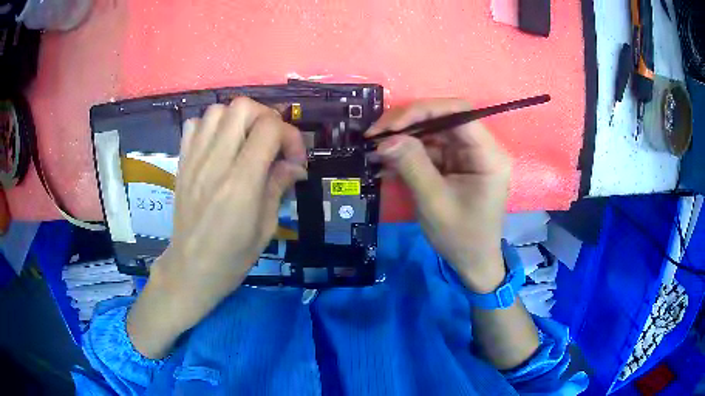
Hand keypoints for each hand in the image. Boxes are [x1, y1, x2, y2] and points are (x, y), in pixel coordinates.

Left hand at [128, 98, 306, 357]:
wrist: (191, 268)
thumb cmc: (232, 257)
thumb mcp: (266, 227)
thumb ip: (278, 187)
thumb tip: (295, 165)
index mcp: (241, 183)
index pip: (269, 129)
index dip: (290, 136)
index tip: (294, 159)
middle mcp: (215, 163)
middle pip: (243, 107)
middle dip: (266, 117)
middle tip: (272, 141)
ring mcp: (194, 160)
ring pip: (217, 110)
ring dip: (238, 119)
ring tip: (246, 141)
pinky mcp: (182, 162)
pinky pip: (194, 125)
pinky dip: (210, 126)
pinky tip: (218, 145)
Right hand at [366, 99, 510, 292]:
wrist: (472, 262)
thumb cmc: (461, 237)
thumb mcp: (434, 203)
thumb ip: (412, 166)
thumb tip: (385, 140)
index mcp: (488, 154)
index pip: (459, 112)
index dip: (423, 110)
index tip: (390, 126)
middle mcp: (480, 148)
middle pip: (443, 119)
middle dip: (407, 124)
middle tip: (374, 136)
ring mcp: (466, 155)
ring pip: (432, 132)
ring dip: (402, 139)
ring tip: (374, 150)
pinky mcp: (454, 164)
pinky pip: (429, 149)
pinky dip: (406, 154)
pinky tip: (385, 162)